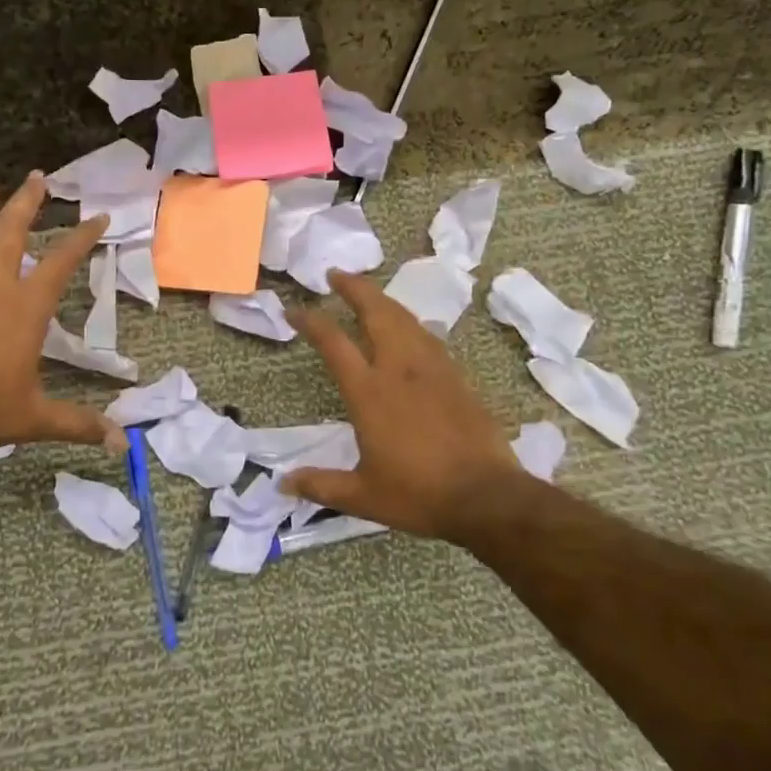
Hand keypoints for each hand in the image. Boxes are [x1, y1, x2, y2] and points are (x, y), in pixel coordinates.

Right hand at [284, 270, 523, 541]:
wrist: (486, 496)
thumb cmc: (418, 494)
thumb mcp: (362, 496)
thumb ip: (321, 485)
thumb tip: (284, 484)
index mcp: (369, 392)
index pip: (333, 343)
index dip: (311, 321)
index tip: (294, 309)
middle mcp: (399, 369)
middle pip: (376, 312)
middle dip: (354, 288)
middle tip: (336, 274)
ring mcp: (433, 369)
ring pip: (405, 319)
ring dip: (383, 300)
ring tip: (368, 294)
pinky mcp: (457, 378)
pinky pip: (428, 337)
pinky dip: (409, 323)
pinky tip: (408, 328)